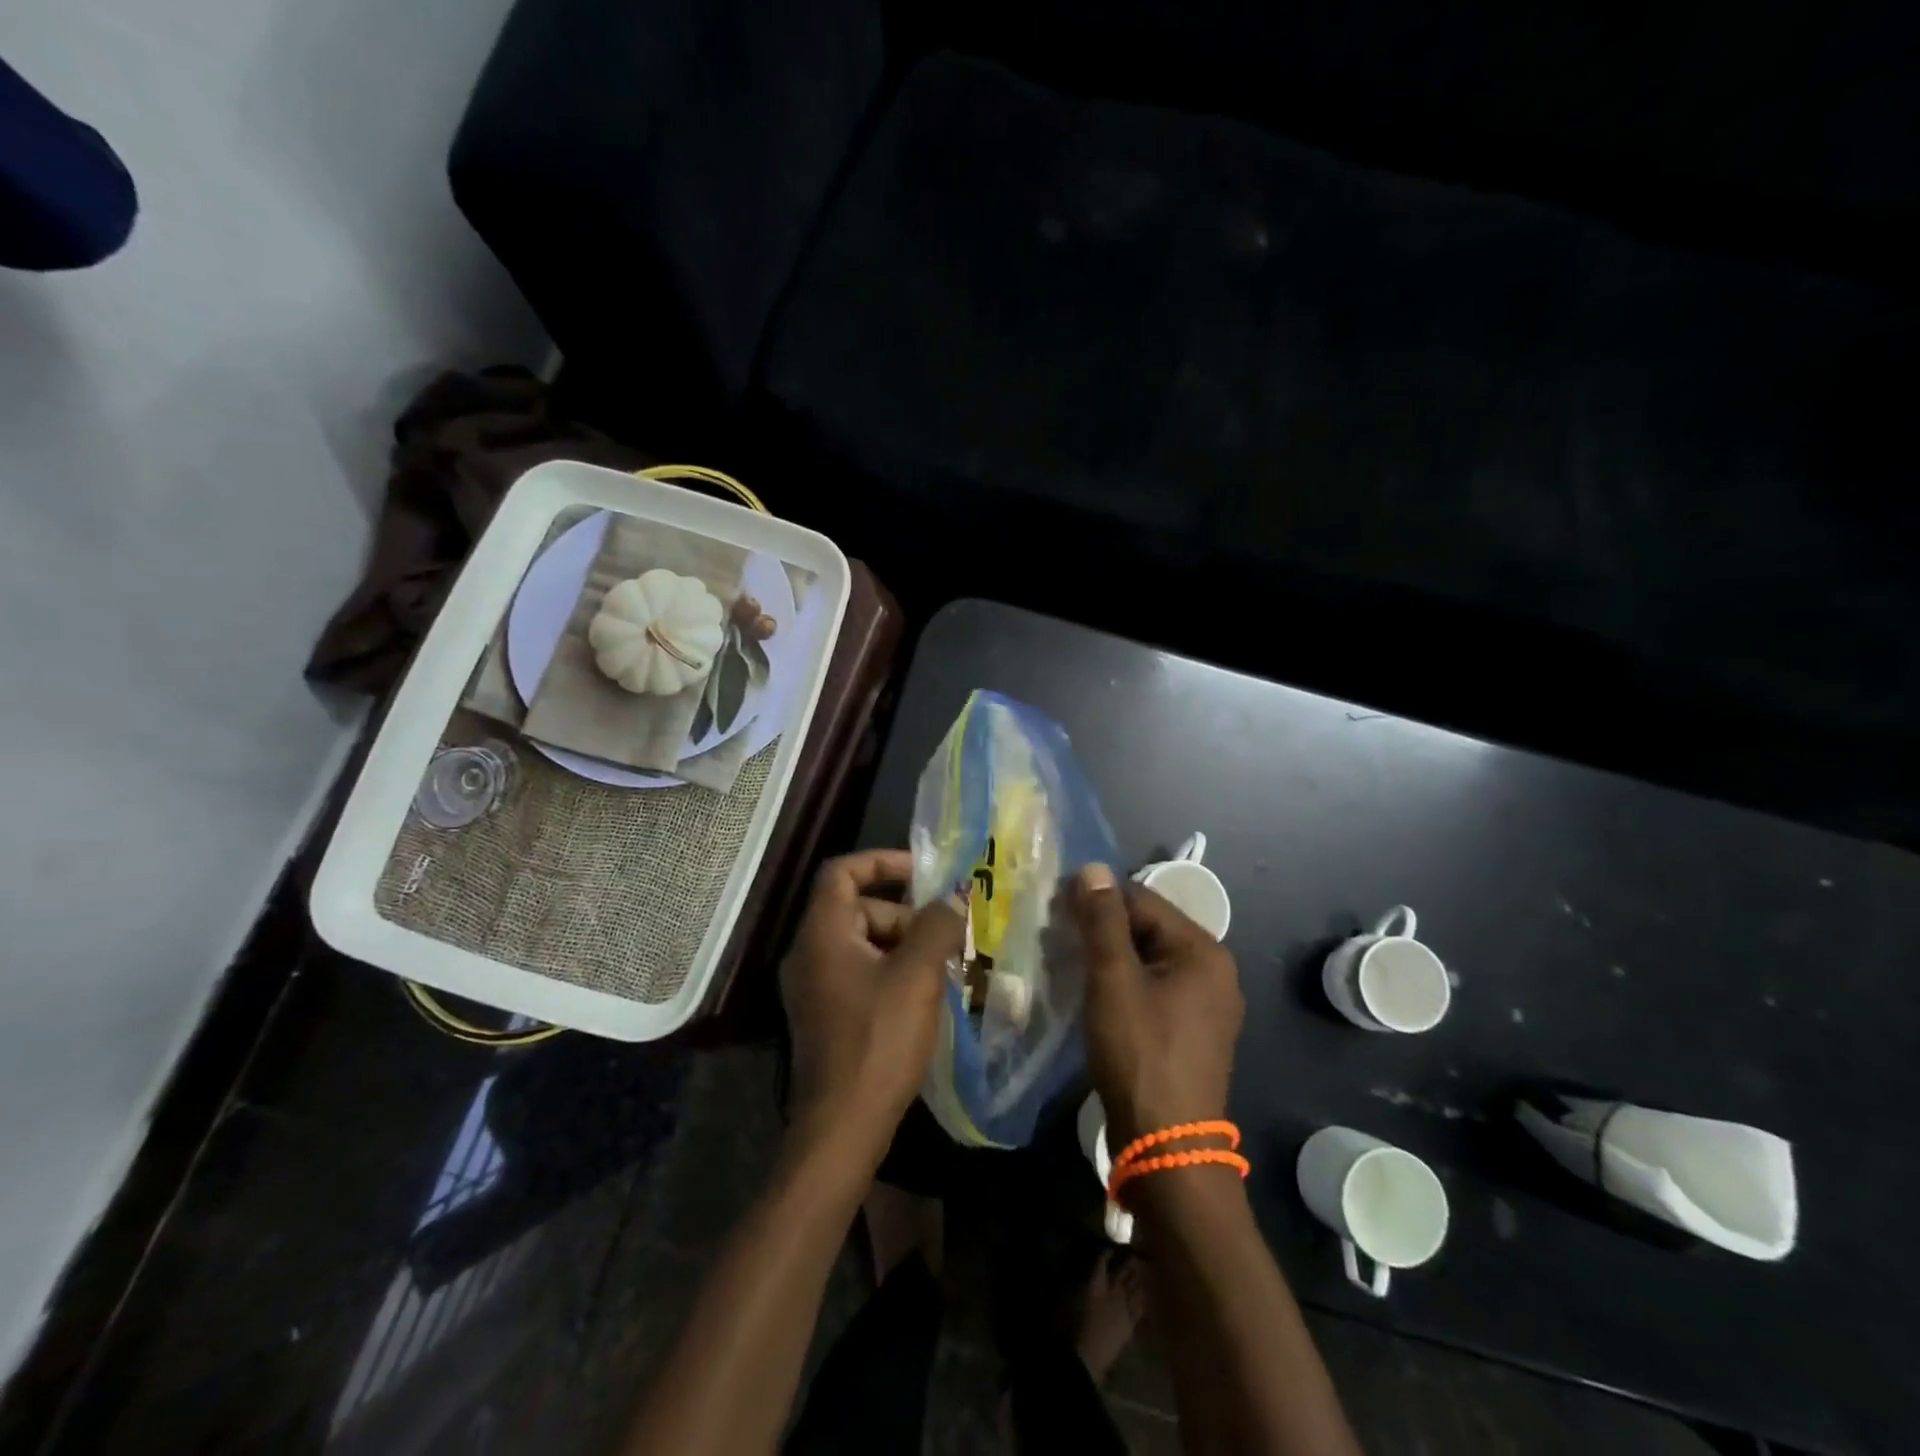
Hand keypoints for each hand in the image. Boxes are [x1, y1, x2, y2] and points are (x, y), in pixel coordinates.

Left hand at [780, 850, 965, 1169]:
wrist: (843, 1126)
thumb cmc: (879, 1041)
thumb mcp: (916, 976)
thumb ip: (936, 926)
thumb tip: (954, 898)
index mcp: (822, 934)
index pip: (842, 872)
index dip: (882, 862)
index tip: (924, 874)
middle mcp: (809, 953)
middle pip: (857, 908)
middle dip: (904, 914)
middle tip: (945, 936)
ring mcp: (814, 987)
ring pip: (863, 943)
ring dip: (904, 945)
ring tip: (942, 967)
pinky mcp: (825, 1014)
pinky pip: (860, 972)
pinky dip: (892, 970)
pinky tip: (924, 994)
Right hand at [1070, 864, 1244, 1146]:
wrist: (1167, 1148)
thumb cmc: (1140, 1054)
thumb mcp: (1114, 981)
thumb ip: (1102, 922)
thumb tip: (1092, 868)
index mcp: (1203, 951)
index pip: (1142, 900)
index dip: (1097, 900)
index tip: (1056, 910)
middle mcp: (1213, 972)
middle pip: (1147, 929)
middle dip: (1101, 930)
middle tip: (1056, 939)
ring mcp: (1204, 1005)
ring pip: (1146, 961)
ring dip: (1108, 958)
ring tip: (1066, 964)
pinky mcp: (1189, 1032)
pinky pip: (1152, 989)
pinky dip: (1121, 985)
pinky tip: (1091, 994)